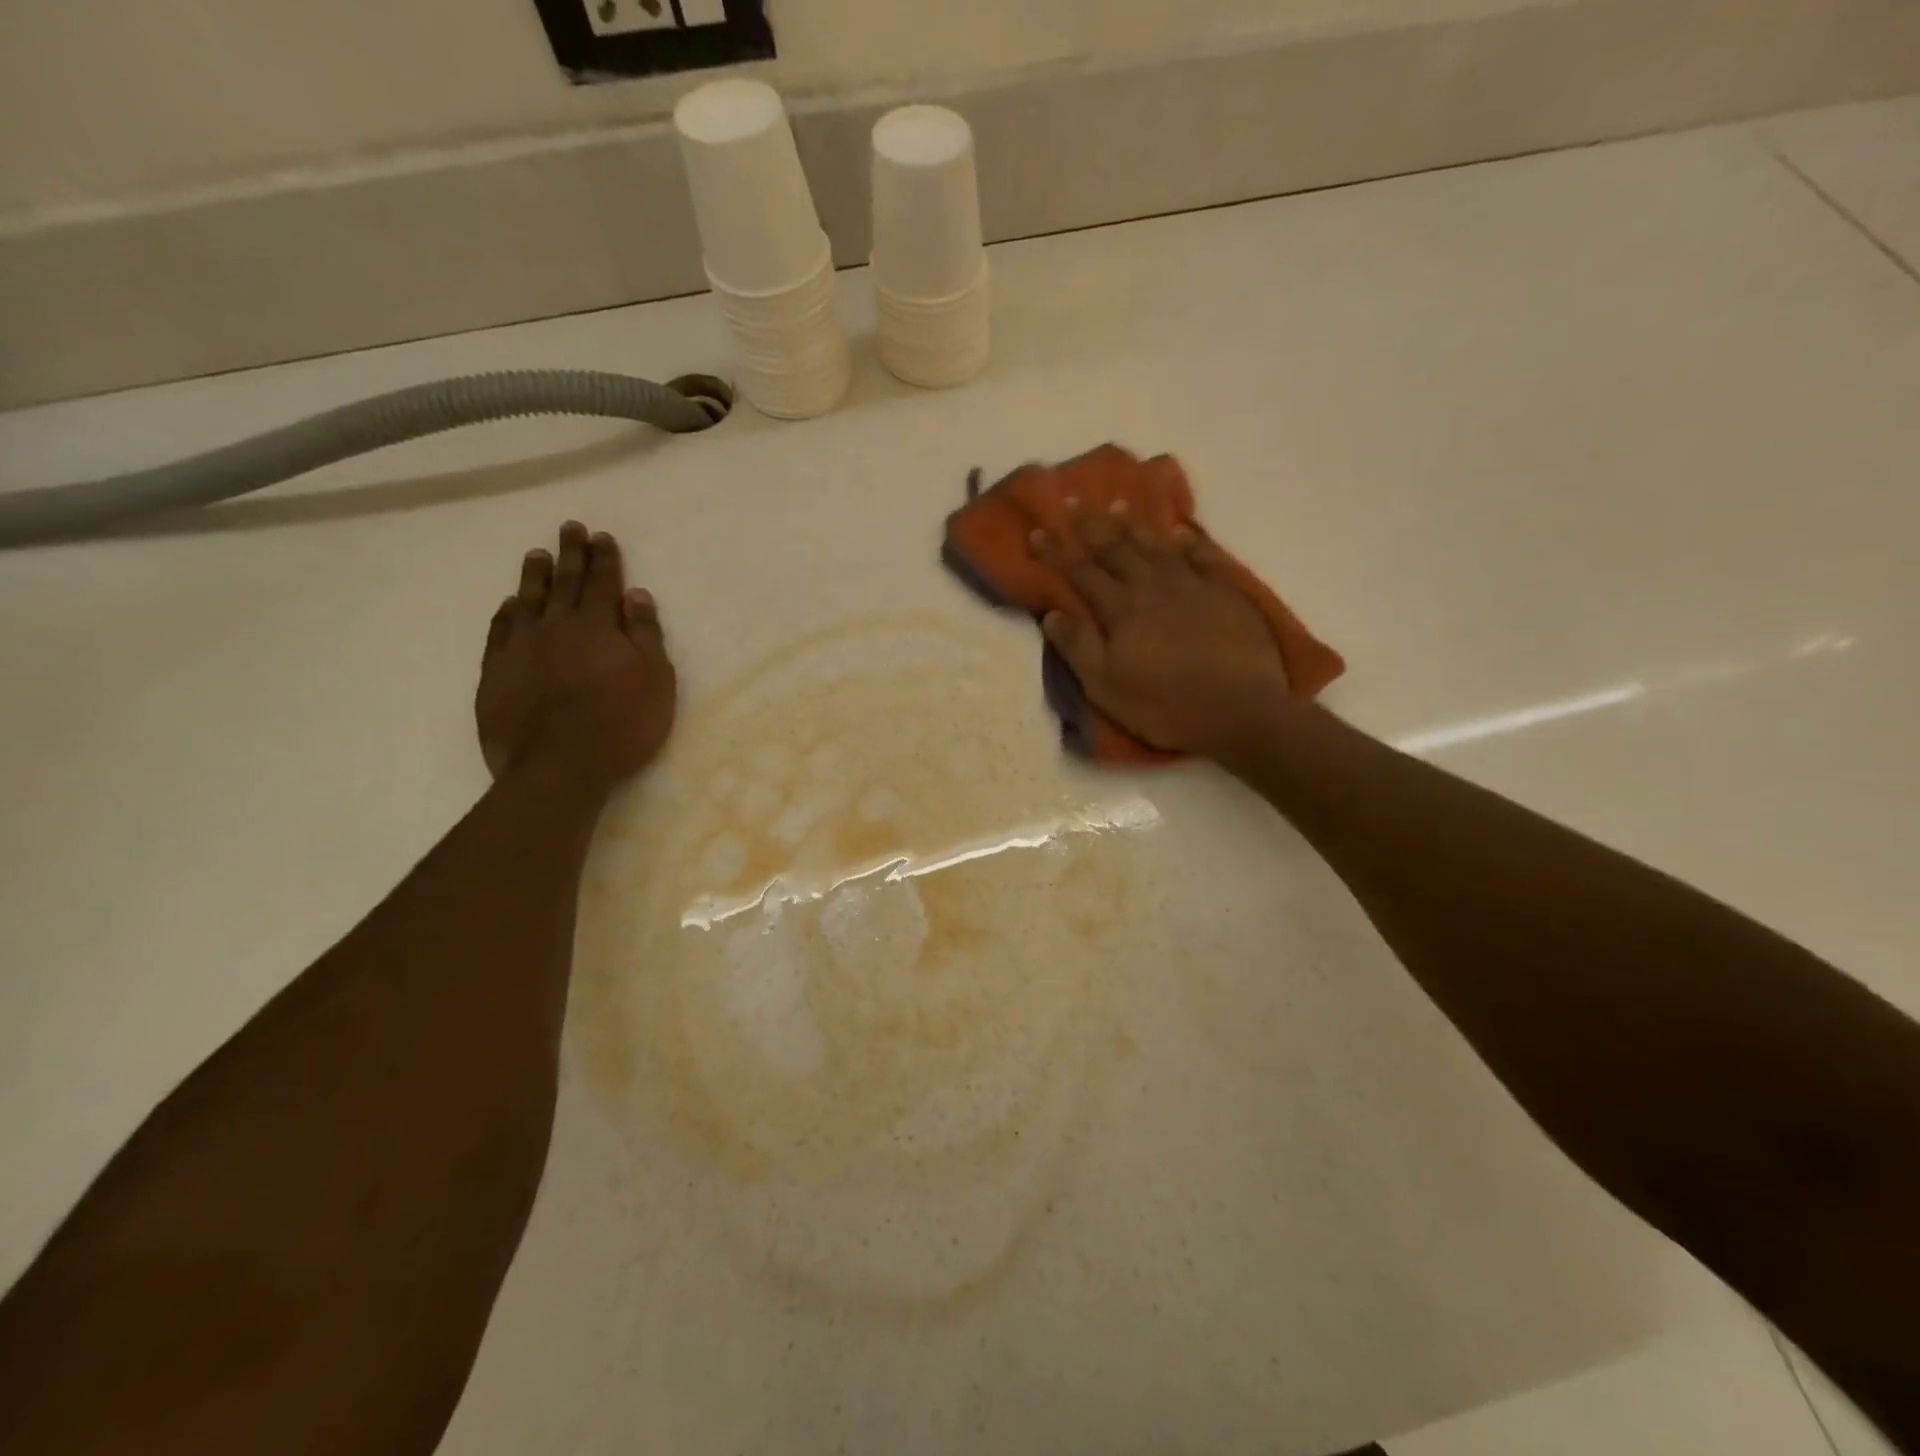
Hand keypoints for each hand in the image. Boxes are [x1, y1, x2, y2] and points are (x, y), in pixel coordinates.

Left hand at [476, 521, 676, 793]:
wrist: (560, 765)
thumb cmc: (622, 723)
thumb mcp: (654, 679)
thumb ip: (645, 634)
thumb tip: (636, 595)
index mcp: (598, 626)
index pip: (603, 583)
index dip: (604, 559)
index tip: (601, 536)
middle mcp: (557, 627)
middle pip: (564, 583)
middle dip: (570, 554)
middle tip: (569, 528)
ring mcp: (521, 648)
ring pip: (528, 601)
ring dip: (534, 576)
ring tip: (536, 555)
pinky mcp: (496, 673)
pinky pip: (500, 632)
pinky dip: (506, 614)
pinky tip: (509, 605)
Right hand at [1032, 507, 1289, 756]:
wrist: (1239, 709)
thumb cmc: (1164, 704)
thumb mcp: (1106, 687)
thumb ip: (1078, 647)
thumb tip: (1052, 613)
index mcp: (1120, 609)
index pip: (1081, 572)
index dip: (1057, 551)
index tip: (1037, 531)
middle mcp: (1152, 586)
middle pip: (1116, 549)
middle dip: (1090, 526)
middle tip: (1073, 501)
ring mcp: (1193, 585)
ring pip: (1157, 546)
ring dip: (1134, 525)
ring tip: (1118, 505)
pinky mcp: (1226, 592)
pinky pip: (1203, 556)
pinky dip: (1189, 541)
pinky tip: (1180, 531)